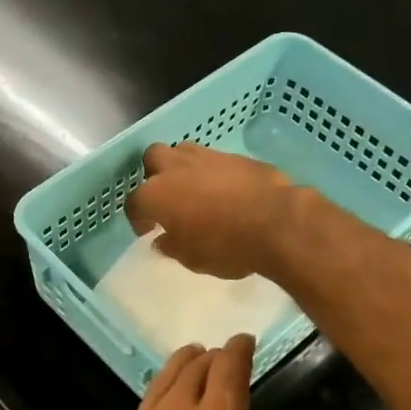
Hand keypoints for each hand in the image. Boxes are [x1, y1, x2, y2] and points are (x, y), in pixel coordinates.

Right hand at [124, 143, 296, 280]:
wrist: (276, 222)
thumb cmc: (225, 246)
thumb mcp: (192, 259)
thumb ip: (172, 246)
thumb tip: (162, 240)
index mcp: (156, 195)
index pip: (134, 203)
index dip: (138, 218)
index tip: (148, 230)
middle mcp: (175, 168)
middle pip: (153, 158)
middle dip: (154, 175)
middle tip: (167, 198)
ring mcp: (207, 157)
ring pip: (183, 151)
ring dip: (182, 168)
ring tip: (193, 190)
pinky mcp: (235, 156)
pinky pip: (214, 159)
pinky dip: (212, 172)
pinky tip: (223, 190)